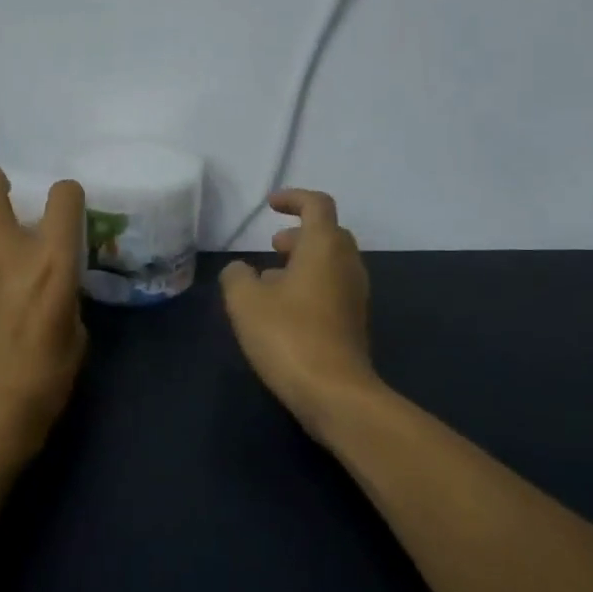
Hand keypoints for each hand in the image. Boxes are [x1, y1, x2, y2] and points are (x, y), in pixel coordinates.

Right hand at [220, 189, 377, 437]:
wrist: (334, 393)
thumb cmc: (288, 336)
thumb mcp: (245, 301)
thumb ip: (237, 276)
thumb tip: (241, 270)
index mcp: (324, 247)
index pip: (316, 205)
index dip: (293, 198)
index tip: (270, 205)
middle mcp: (347, 264)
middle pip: (328, 234)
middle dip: (299, 233)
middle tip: (272, 245)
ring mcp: (355, 295)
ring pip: (331, 263)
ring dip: (303, 262)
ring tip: (269, 280)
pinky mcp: (354, 322)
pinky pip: (332, 288)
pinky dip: (310, 285)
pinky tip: (283, 310)